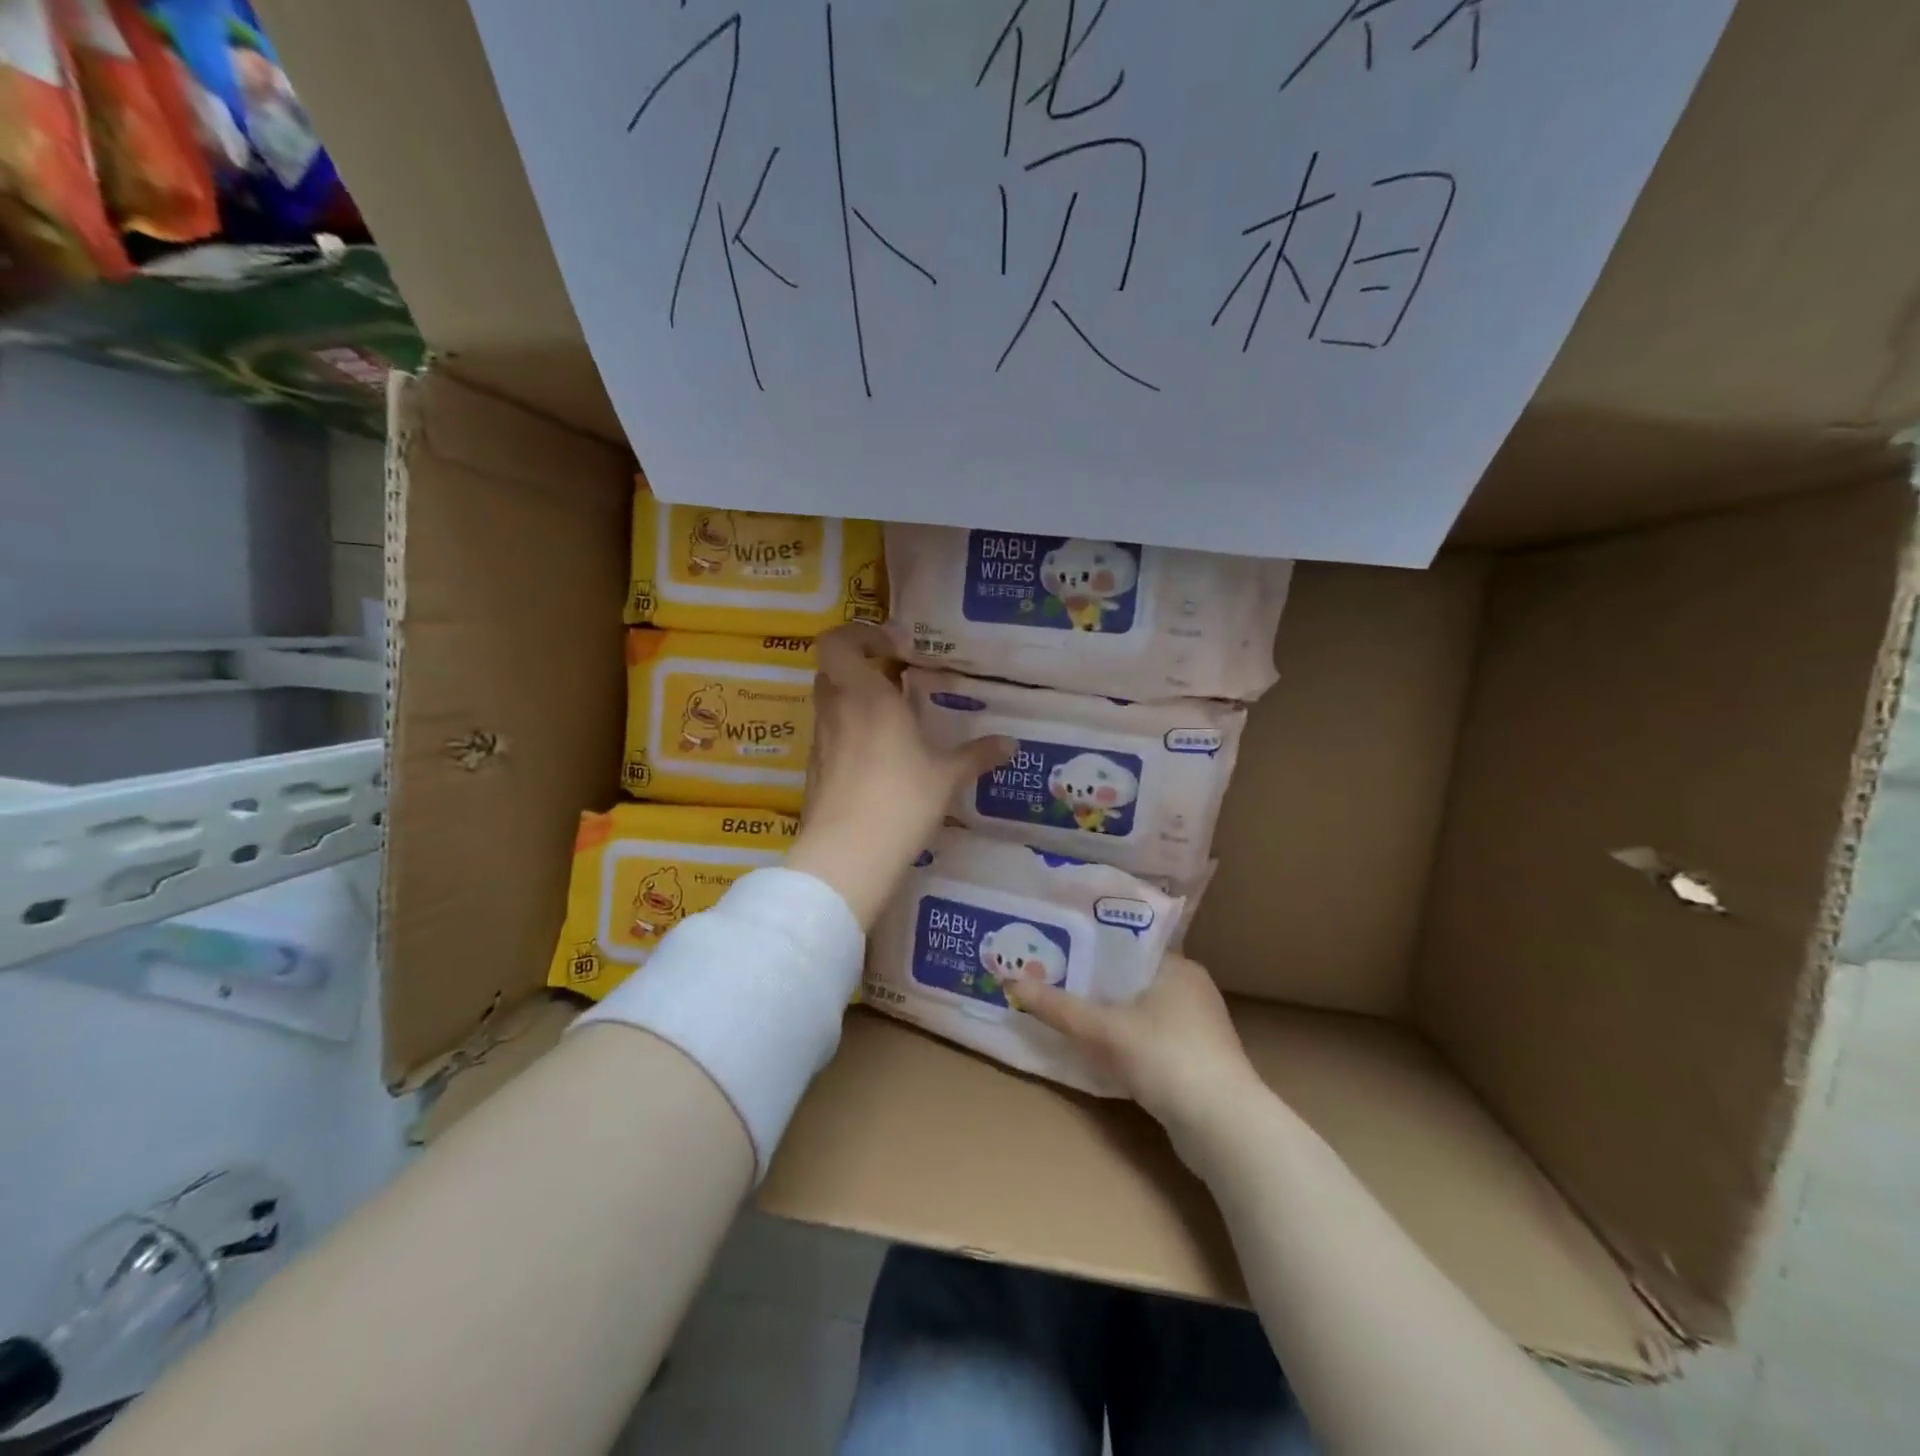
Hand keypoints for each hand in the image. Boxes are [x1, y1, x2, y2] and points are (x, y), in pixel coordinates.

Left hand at [786, 625, 1012, 928]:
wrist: (848, 855)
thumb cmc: (901, 800)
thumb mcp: (947, 776)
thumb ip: (977, 754)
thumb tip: (1011, 744)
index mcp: (866, 695)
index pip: (837, 641)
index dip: (858, 635)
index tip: (891, 649)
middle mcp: (837, 709)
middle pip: (832, 669)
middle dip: (859, 667)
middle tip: (892, 680)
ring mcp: (820, 741)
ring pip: (828, 702)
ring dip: (852, 700)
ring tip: (889, 720)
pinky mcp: (813, 770)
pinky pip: (828, 736)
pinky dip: (847, 734)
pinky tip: (875, 759)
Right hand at [1006, 955, 1266, 1161]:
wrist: (1225, 1129)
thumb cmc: (1166, 1058)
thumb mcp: (1104, 1030)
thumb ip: (1058, 1008)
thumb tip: (1009, 982)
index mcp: (1178, 967)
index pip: (1127, 945)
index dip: (1089, 946)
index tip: (1055, 949)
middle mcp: (1192, 990)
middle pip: (1130, 979)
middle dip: (1093, 984)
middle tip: (1050, 980)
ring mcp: (1198, 1029)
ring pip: (1140, 1012)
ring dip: (1108, 1015)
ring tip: (1065, 1012)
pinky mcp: (1197, 1063)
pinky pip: (1150, 1040)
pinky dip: (1125, 1042)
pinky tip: (1097, 1051)